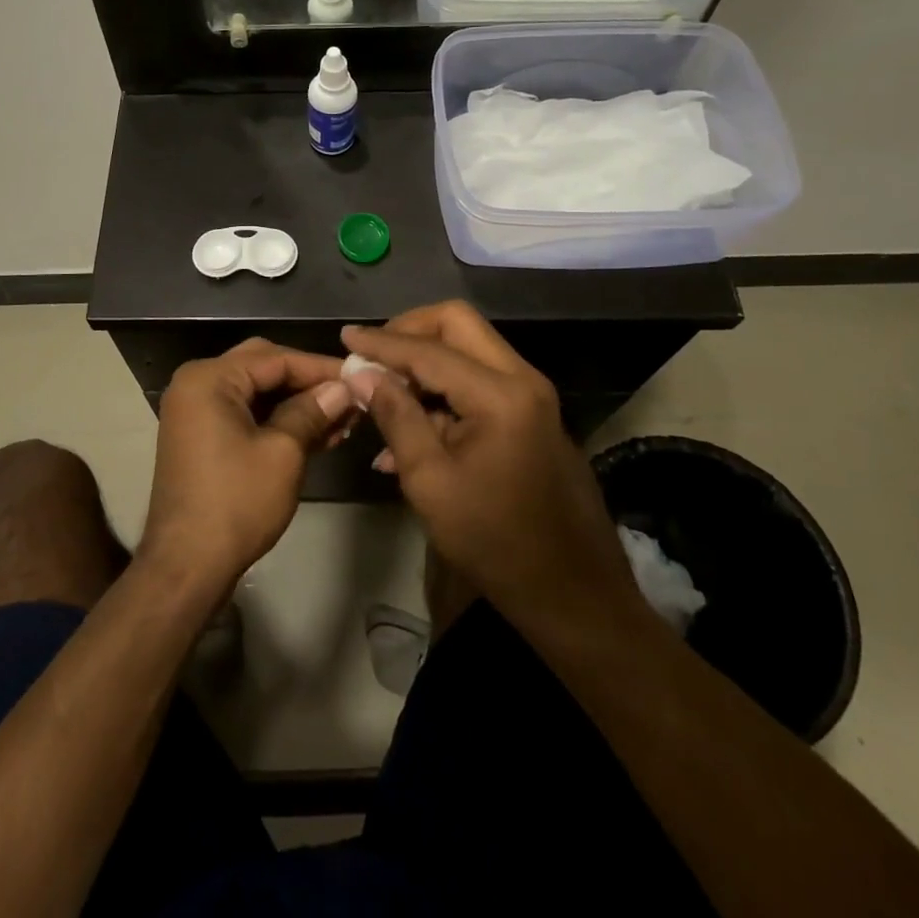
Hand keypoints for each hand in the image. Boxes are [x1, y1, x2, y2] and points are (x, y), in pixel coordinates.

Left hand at [140, 339, 354, 596]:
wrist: (186, 566)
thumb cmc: (236, 503)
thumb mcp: (283, 453)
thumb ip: (312, 411)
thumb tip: (342, 389)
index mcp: (209, 378)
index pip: (275, 358)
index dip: (320, 367)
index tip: (360, 377)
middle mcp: (197, 384)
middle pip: (264, 367)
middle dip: (308, 382)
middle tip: (349, 396)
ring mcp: (197, 412)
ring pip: (257, 393)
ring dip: (297, 404)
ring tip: (343, 419)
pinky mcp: (202, 437)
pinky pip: (246, 415)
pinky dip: (278, 421)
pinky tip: (318, 434)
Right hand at [341, 303, 638, 630]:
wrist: (574, 594)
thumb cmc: (495, 542)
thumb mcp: (431, 482)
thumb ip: (396, 417)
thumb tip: (361, 374)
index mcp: (499, 394)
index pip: (429, 349)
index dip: (381, 342)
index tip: (345, 337)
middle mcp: (522, 379)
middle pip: (458, 324)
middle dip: (409, 331)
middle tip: (373, 357)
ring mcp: (531, 395)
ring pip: (469, 349)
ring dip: (424, 362)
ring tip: (383, 395)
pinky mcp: (531, 414)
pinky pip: (480, 380)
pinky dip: (443, 390)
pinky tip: (409, 428)